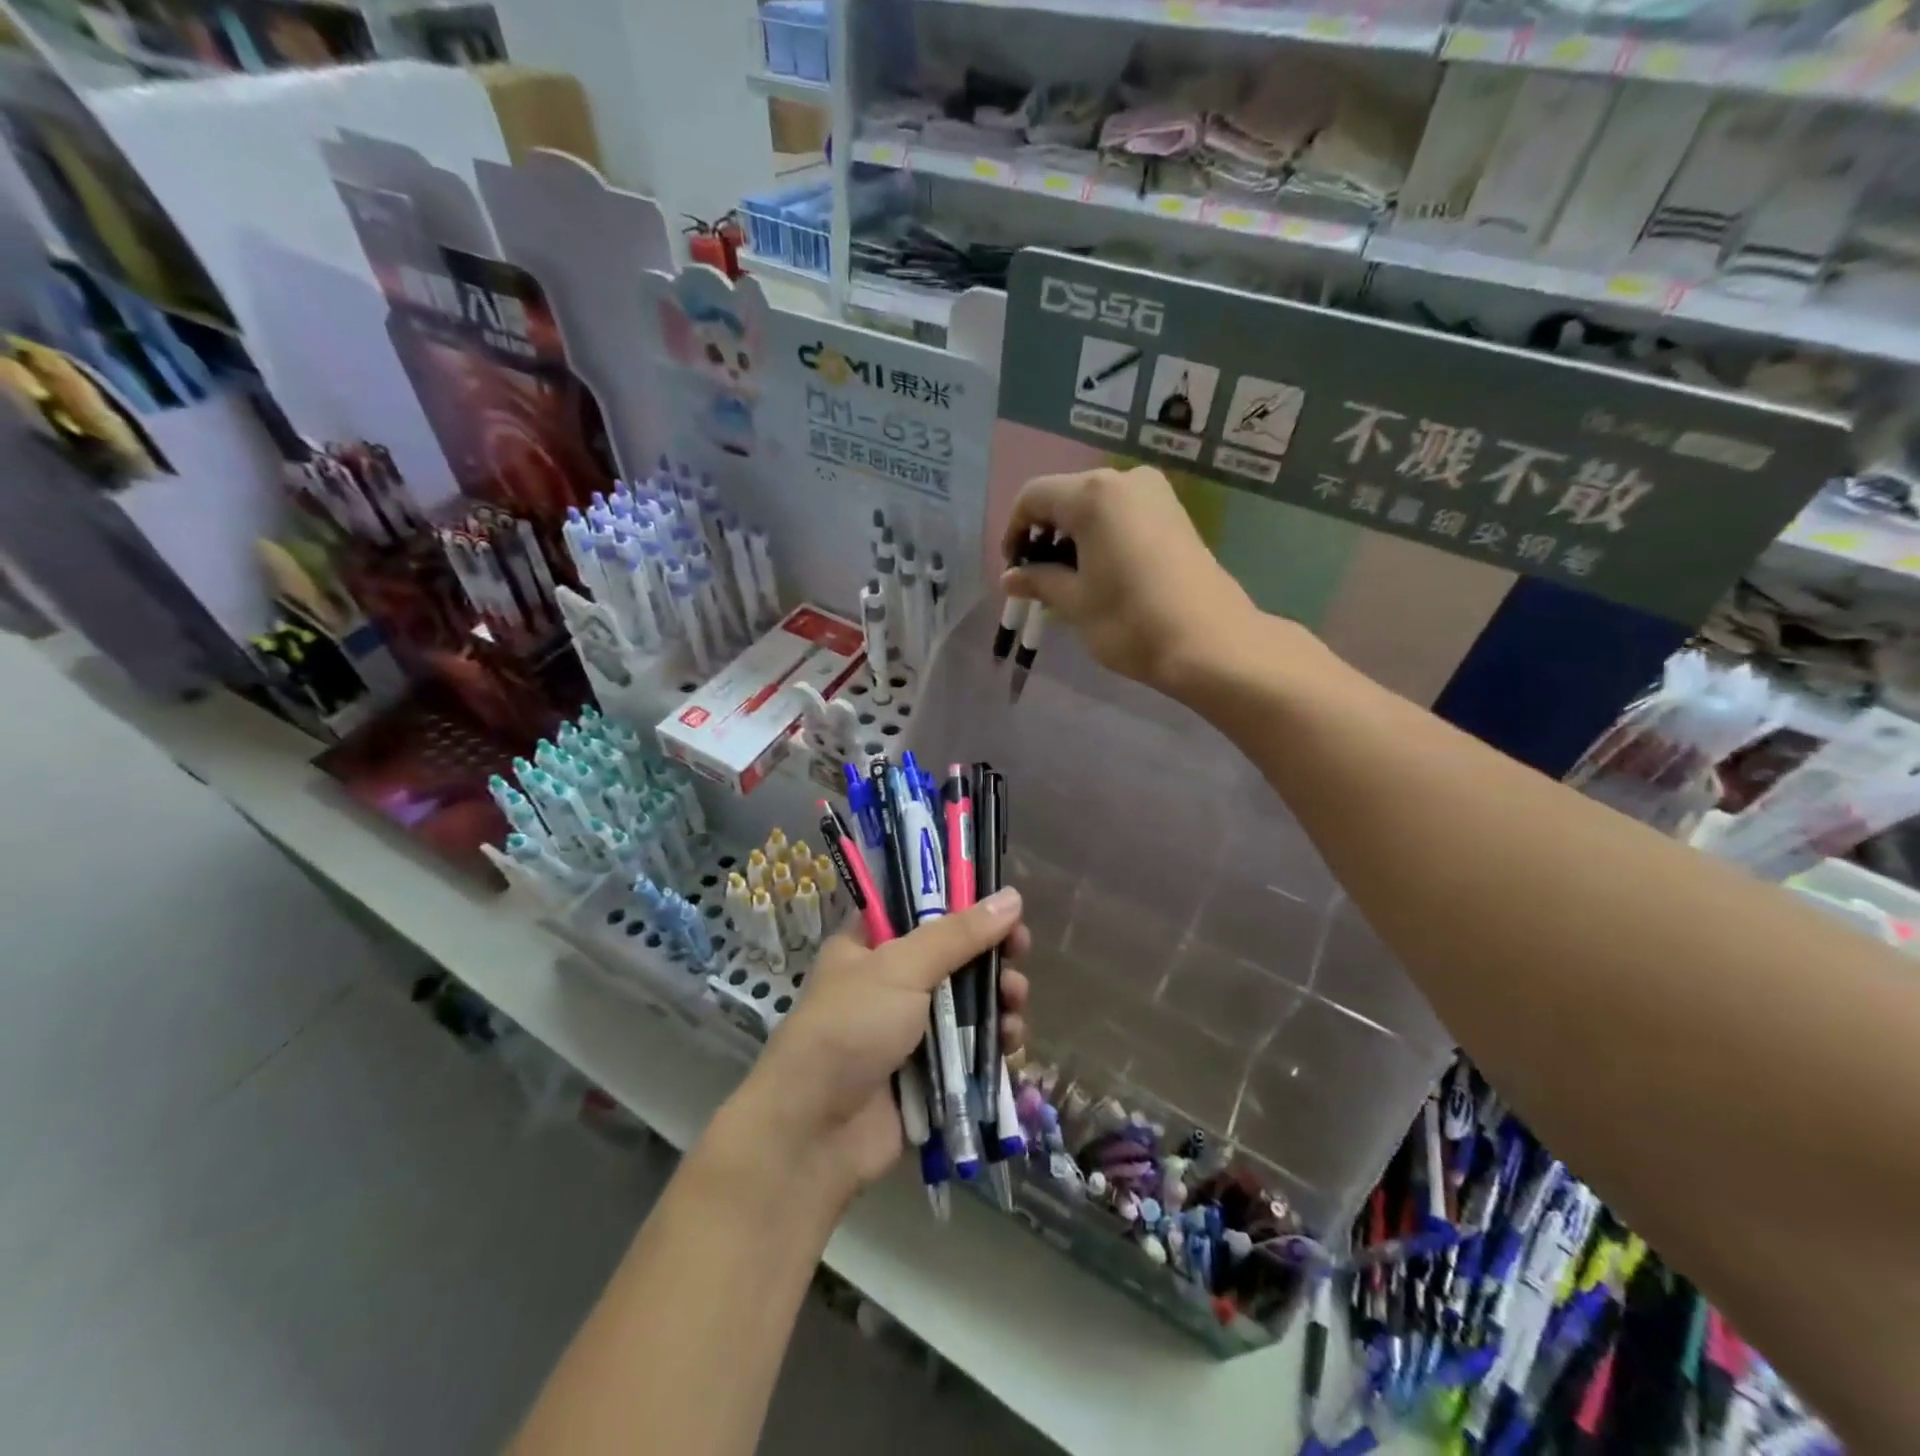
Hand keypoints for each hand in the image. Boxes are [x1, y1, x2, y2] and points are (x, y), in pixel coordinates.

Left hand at [721, 889, 1030, 1210]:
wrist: (815, 1132)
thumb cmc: (851, 1028)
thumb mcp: (901, 968)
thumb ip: (959, 934)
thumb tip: (1012, 897)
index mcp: (870, 947)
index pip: (923, 911)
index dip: (965, 906)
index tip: (1003, 910)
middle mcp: (891, 984)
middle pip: (955, 958)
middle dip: (992, 958)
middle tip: (1021, 954)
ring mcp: (911, 1031)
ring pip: (970, 1005)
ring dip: (999, 1001)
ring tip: (1015, 1005)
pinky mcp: (930, 1075)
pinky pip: (972, 1049)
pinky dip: (994, 1043)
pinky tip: (1010, 1043)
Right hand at [1000, 466, 1256, 695]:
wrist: (1210, 643)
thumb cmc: (1130, 621)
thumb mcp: (1074, 602)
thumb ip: (1039, 581)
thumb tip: (1011, 577)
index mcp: (1092, 495)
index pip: (1033, 497)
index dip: (1014, 532)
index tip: (1014, 570)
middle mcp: (1123, 480)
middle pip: (1065, 497)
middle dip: (1045, 535)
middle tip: (1038, 579)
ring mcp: (1155, 494)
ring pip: (1095, 506)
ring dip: (1073, 538)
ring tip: (1069, 581)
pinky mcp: (1174, 514)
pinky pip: (1122, 515)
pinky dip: (1101, 537)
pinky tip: (1100, 573)